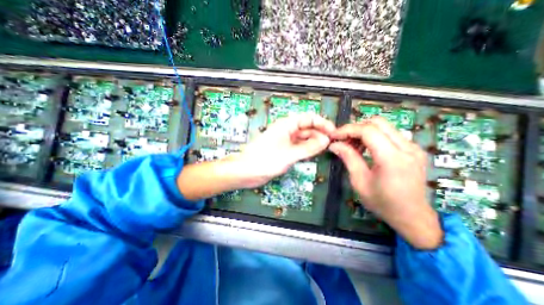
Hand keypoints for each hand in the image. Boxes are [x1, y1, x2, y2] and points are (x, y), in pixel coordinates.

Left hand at [229, 113, 335, 186]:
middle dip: (319, 133)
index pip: (308, 118)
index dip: (322, 123)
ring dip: (314, 141)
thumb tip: (325, 141)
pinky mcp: (284, 150)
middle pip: (307, 127)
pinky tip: (314, 152)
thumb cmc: (264, 160)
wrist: (247, 172)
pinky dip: (307, 148)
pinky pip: (299, 146)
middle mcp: (286, 130)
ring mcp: (285, 140)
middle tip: (331, 142)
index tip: (333, 132)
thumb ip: (308, 147)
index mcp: (286, 125)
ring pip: (304, 137)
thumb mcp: (289, 154)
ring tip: (324, 148)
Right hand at [327, 118, 440, 248]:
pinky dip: (374, 136)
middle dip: (356, 127)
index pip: (368, 130)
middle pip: (377, 122)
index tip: (334, 136)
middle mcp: (407, 148)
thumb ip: (348, 158)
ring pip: (384, 126)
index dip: (348, 130)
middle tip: (343, 139)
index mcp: (392, 158)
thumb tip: (334, 144)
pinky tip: (366, 148)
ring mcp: (413, 147)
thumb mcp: (359, 182)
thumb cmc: (383, 202)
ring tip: (352, 144)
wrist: (413, 217)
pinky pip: (390, 133)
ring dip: (364, 131)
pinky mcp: (413, 149)